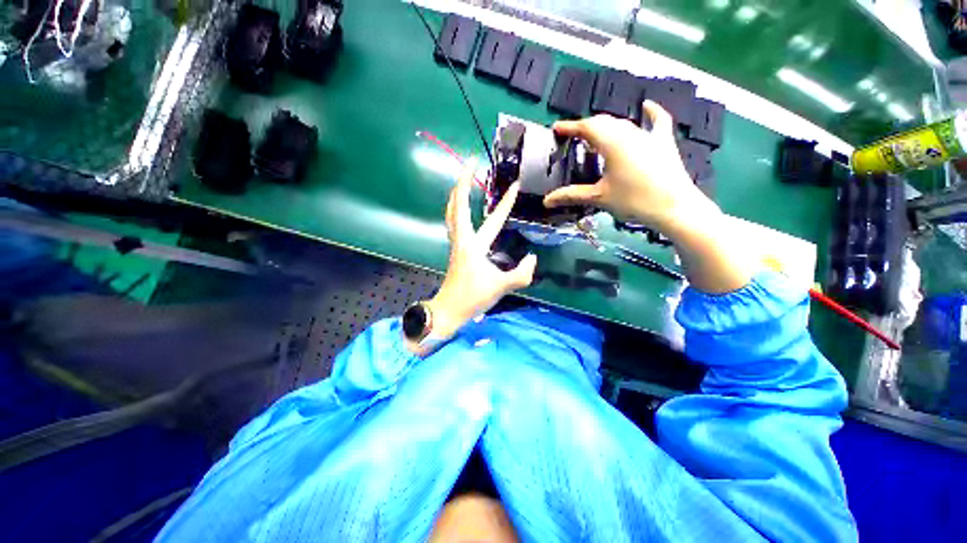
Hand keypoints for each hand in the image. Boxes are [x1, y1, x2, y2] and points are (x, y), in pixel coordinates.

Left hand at [425, 162, 536, 340]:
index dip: (498, 198)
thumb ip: (522, 274)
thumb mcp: (501, 287)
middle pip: (457, 205)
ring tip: (465, 182)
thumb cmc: (472, 298)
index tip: (508, 180)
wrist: (448, 310)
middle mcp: (461, 239)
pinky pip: (454, 223)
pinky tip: (464, 212)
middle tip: (471, 163)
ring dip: (457, 195)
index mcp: (471, 244)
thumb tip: (532, 258)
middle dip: (464, 181)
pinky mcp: (457, 251)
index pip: (483, 215)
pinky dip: (458, 210)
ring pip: (451, 213)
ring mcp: (457, 244)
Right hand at [545, 102, 754, 293]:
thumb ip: (571, 195)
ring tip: (595, 135)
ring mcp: (649, 136)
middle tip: (573, 137)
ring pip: (623, 124)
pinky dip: (651, 113)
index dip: (570, 126)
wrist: (674, 207)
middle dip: (586, 127)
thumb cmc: (633, 200)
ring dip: (607, 127)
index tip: (557, 128)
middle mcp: (630, 133)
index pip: (587, 127)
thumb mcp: (599, 197)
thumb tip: (546, 201)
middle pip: (604, 123)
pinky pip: (657, 122)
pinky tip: (647, 106)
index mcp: (613, 143)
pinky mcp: (663, 143)